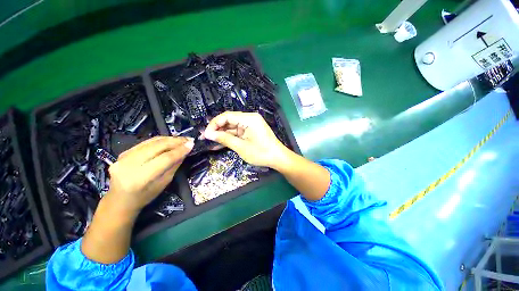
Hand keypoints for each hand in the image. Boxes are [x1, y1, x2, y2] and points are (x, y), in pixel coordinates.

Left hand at [104, 136, 193, 213]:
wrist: (119, 200)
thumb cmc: (145, 196)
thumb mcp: (164, 183)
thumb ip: (174, 166)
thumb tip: (185, 151)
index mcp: (140, 178)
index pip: (164, 159)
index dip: (179, 150)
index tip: (191, 144)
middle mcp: (129, 164)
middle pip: (157, 147)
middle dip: (175, 141)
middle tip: (189, 139)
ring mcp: (124, 157)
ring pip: (151, 142)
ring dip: (169, 139)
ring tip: (182, 139)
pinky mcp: (123, 152)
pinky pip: (145, 143)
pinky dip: (159, 140)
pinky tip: (169, 140)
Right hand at [202, 112, 288, 168]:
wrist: (278, 158)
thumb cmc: (261, 153)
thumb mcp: (241, 147)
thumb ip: (224, 139)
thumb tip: (208, 134)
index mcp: (249, 119)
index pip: (227, 116)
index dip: (214, 123)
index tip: (206, 134)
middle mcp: (250, 118)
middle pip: (229, 120)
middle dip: (217, 129)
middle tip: (206, 138)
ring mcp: (251, 125)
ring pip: (232, 127)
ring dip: (222, 134)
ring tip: (210, 142)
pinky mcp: (251, 131)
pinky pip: (238, 132)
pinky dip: (230, 137)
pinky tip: (220, 143)